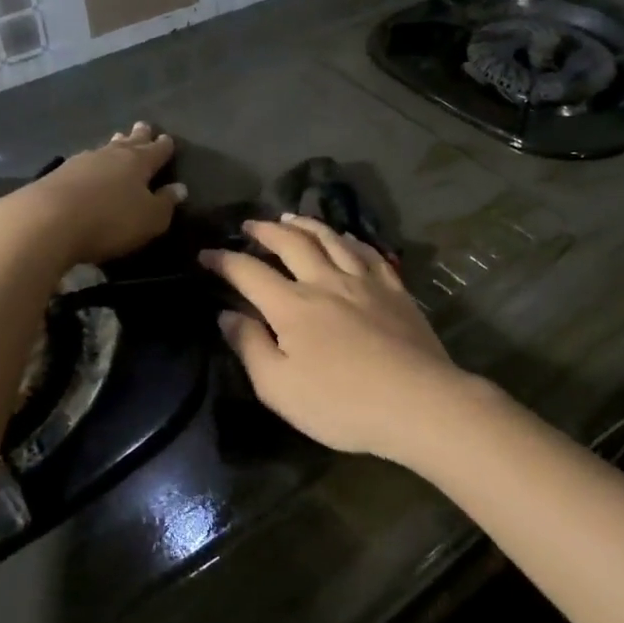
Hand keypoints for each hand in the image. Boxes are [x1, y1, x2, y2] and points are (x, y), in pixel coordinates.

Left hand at [6, 123, 186, 266]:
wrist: (46, 221)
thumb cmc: (110, 220)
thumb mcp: (150, 219)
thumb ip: (166, 203)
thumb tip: (179, 188)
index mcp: (138, 162)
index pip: (156, 151)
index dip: (164, 146)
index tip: (168, 139)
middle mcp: (110, 155)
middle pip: (128, 142)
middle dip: (138, 136)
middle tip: (143, 126)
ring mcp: (80, 162)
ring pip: (103, 150)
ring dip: (112, 146)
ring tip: (117, 141)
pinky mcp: (56, 175)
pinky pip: (82, 164)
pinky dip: (91, 165)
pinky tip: (88, 167)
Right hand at [201, 215, 476, 462]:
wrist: (417, 402)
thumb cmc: (341, 404)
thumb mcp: (279, 388)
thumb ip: (250, 347)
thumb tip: (226, 314)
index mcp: (292, 306)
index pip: (249, 272)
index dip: (224, 260)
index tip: (206, 254)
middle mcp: (326, 282)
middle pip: (291, 243)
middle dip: (265, 230)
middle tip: (250, 225)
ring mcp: (364, 281)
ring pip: (331, 239)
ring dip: (306, 224)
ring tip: (291, 218)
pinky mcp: (395, 289)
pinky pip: (368, 252)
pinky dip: (350, 240)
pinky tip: (345, 239)